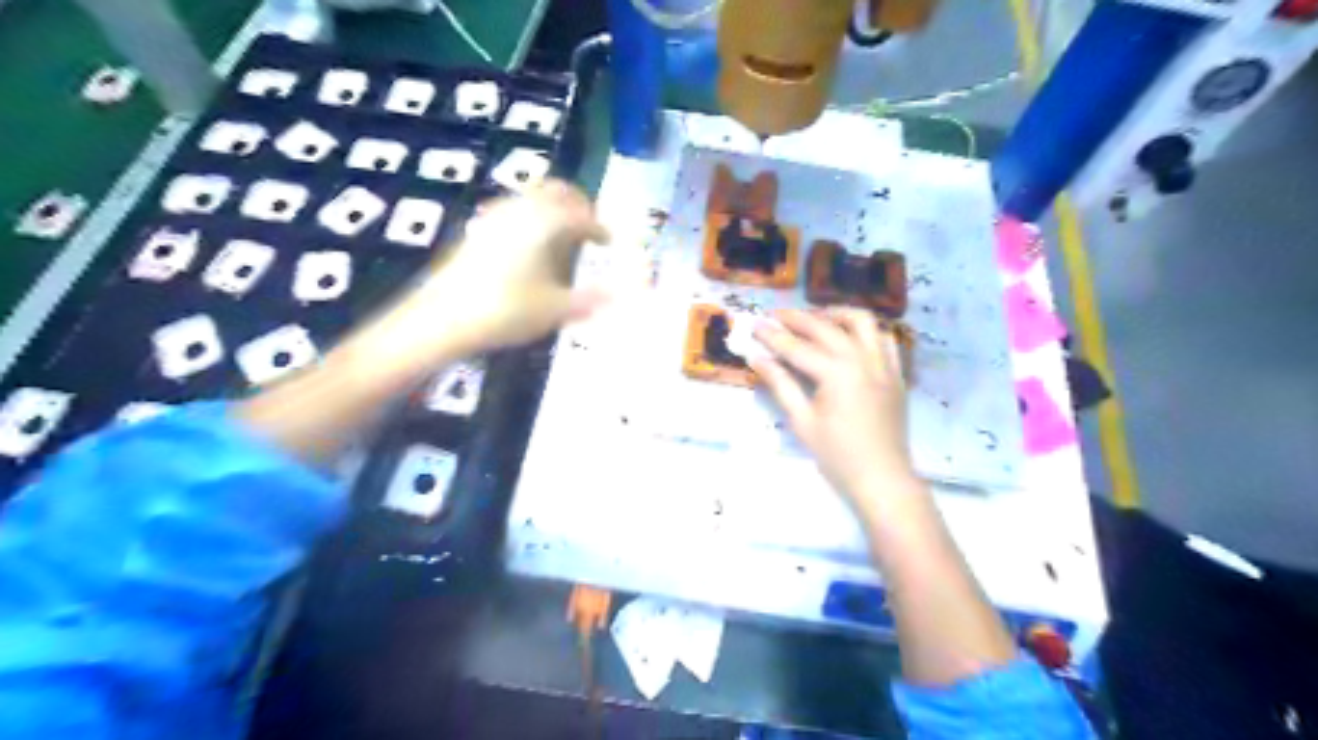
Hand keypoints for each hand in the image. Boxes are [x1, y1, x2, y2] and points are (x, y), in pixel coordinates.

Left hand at [352, 179, 614, 375]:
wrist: (443, 318)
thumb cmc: (506, 310)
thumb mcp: (555, 309)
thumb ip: (589, 299)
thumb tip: (619, 296)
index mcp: (545, 223)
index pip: (581, 214)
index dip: (599, 227)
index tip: (610, 241)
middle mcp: (522, 209)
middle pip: (556, 190)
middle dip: (578, 204)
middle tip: (590, 227)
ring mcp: (496, 216)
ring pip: (533, 197)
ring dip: (554, 209)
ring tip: (565, 238)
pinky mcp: (478, 229)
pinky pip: (515, 211)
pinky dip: (533, 219)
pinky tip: (533, 247)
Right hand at [753, 307, 918, 503]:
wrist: (883, 479)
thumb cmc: (837, 456)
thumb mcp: (802, 422)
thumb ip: (781, 384)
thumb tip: (757, 358)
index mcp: (836, 373)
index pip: (797, 347)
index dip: (773, 335)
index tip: (754, 324)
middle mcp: (861, 359)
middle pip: (824, 327)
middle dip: (796, 319)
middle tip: (774, 316)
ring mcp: (883, 363)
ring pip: (861, 321)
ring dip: (835, 314)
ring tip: (815, 318)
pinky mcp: (895, 373)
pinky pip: (884, 338)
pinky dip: (865, 330)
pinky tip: (849, 336)